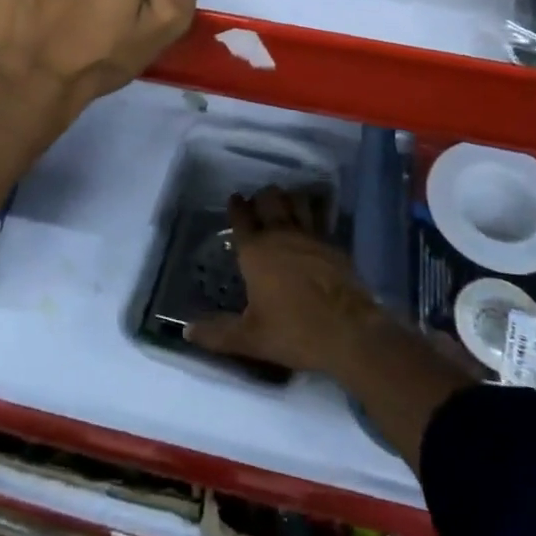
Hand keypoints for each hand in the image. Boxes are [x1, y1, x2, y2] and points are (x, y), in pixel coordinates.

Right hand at [184, 188, 384, 375]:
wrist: (350, 332)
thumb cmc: (294, 331)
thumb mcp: (250, 339)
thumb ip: (217, 333)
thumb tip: (186, 331)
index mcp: (256, 251)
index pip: (241, 218)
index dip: (236, 206)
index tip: (234, 198)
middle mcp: (281, 235)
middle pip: (270, 200)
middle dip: (262, 197)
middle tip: (258, 201)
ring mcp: (310, 236)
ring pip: (296, 202)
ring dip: (288, 198)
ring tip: (284, 201)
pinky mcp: (332, 244)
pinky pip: (319, 217)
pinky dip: (312, 210)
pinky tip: (312, 216)